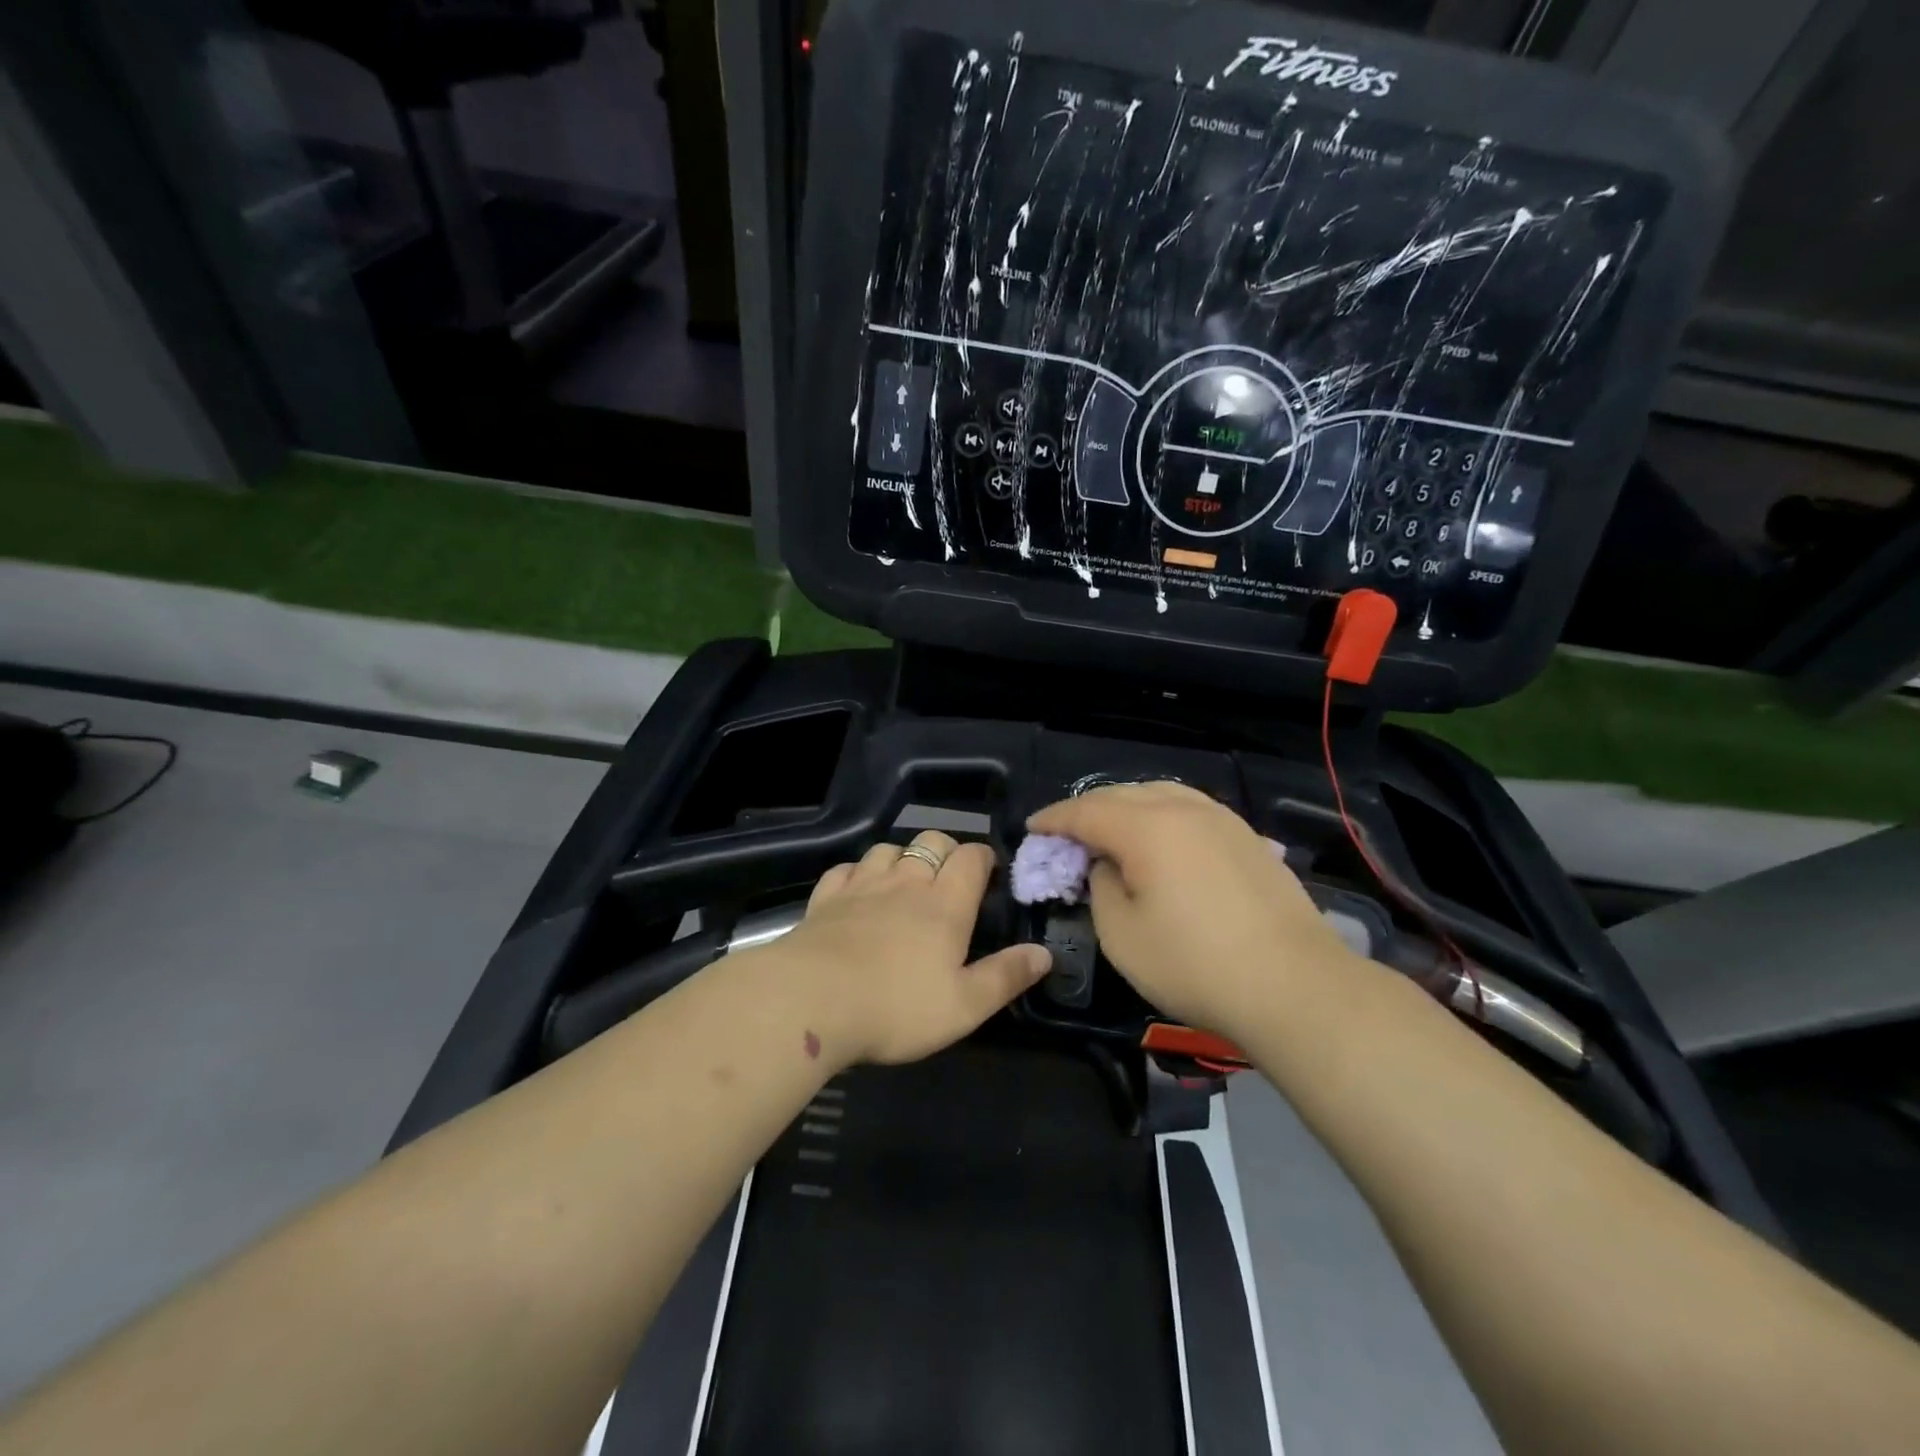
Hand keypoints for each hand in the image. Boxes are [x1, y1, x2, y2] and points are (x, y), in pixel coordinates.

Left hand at [776, 831, 1050, 1068]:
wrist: (811, 1001)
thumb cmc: (897, 1007)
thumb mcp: (964, 1005)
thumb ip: (1006, 977)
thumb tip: (1045, 954)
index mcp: (945, 904)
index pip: (971, 857)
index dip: (983, 857)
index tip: (987, 870)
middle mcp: (905, 882)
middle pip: (931, 841)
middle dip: (946, 850)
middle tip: (949, 877)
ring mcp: (861, 886)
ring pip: (887, 848)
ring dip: (902, 857)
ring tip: (905, 880)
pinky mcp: (825, 898)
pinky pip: (845, 868)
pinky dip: (857, 872)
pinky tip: (857, 889)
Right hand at [1028, 782, 1360, 1043]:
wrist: (1293, 984)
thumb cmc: (1194, 964)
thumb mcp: (1122, 935)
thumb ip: (1102, 887)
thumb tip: (1108, 865)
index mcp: (1146, 827)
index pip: (1086, 811)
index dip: (1054, 818)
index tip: (1033, 828)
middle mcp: (1183, 809)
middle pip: (1123, 794)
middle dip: (1088, 809)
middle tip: (1067, 832)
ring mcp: (1222, 819)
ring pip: (1161, 794)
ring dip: (1127, 806)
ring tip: (1111, 829)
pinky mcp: (1248, 838)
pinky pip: (1191, 809)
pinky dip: (1162, 815)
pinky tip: (1162, 837)